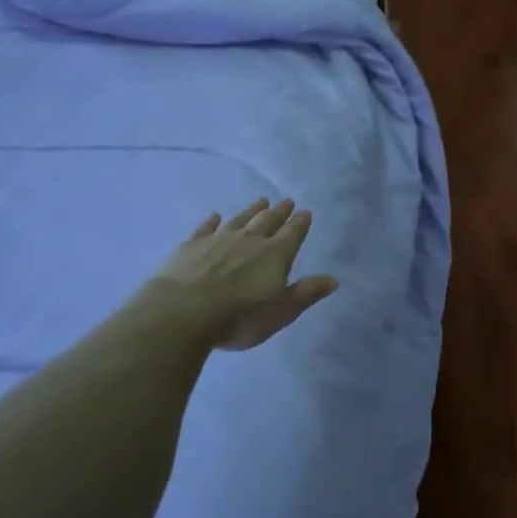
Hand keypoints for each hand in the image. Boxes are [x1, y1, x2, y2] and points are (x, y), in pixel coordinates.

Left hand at [147, 197, 339, 350]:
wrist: (183, 312)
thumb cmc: (240, 316)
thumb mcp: (282, 311)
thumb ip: (306, 293)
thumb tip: (333, 279)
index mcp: (275, 254)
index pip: (293, 234)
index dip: (301, 223)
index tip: (306, 212)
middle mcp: (250, 240)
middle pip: (268, 221)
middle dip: (279, 212)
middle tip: (286, 201)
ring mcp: (219, 239)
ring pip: (240, 219)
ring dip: (252, 210)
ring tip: (261, 201)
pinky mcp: (192, 245)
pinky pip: (206, 227)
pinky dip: (213, 220)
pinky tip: (215, 215)